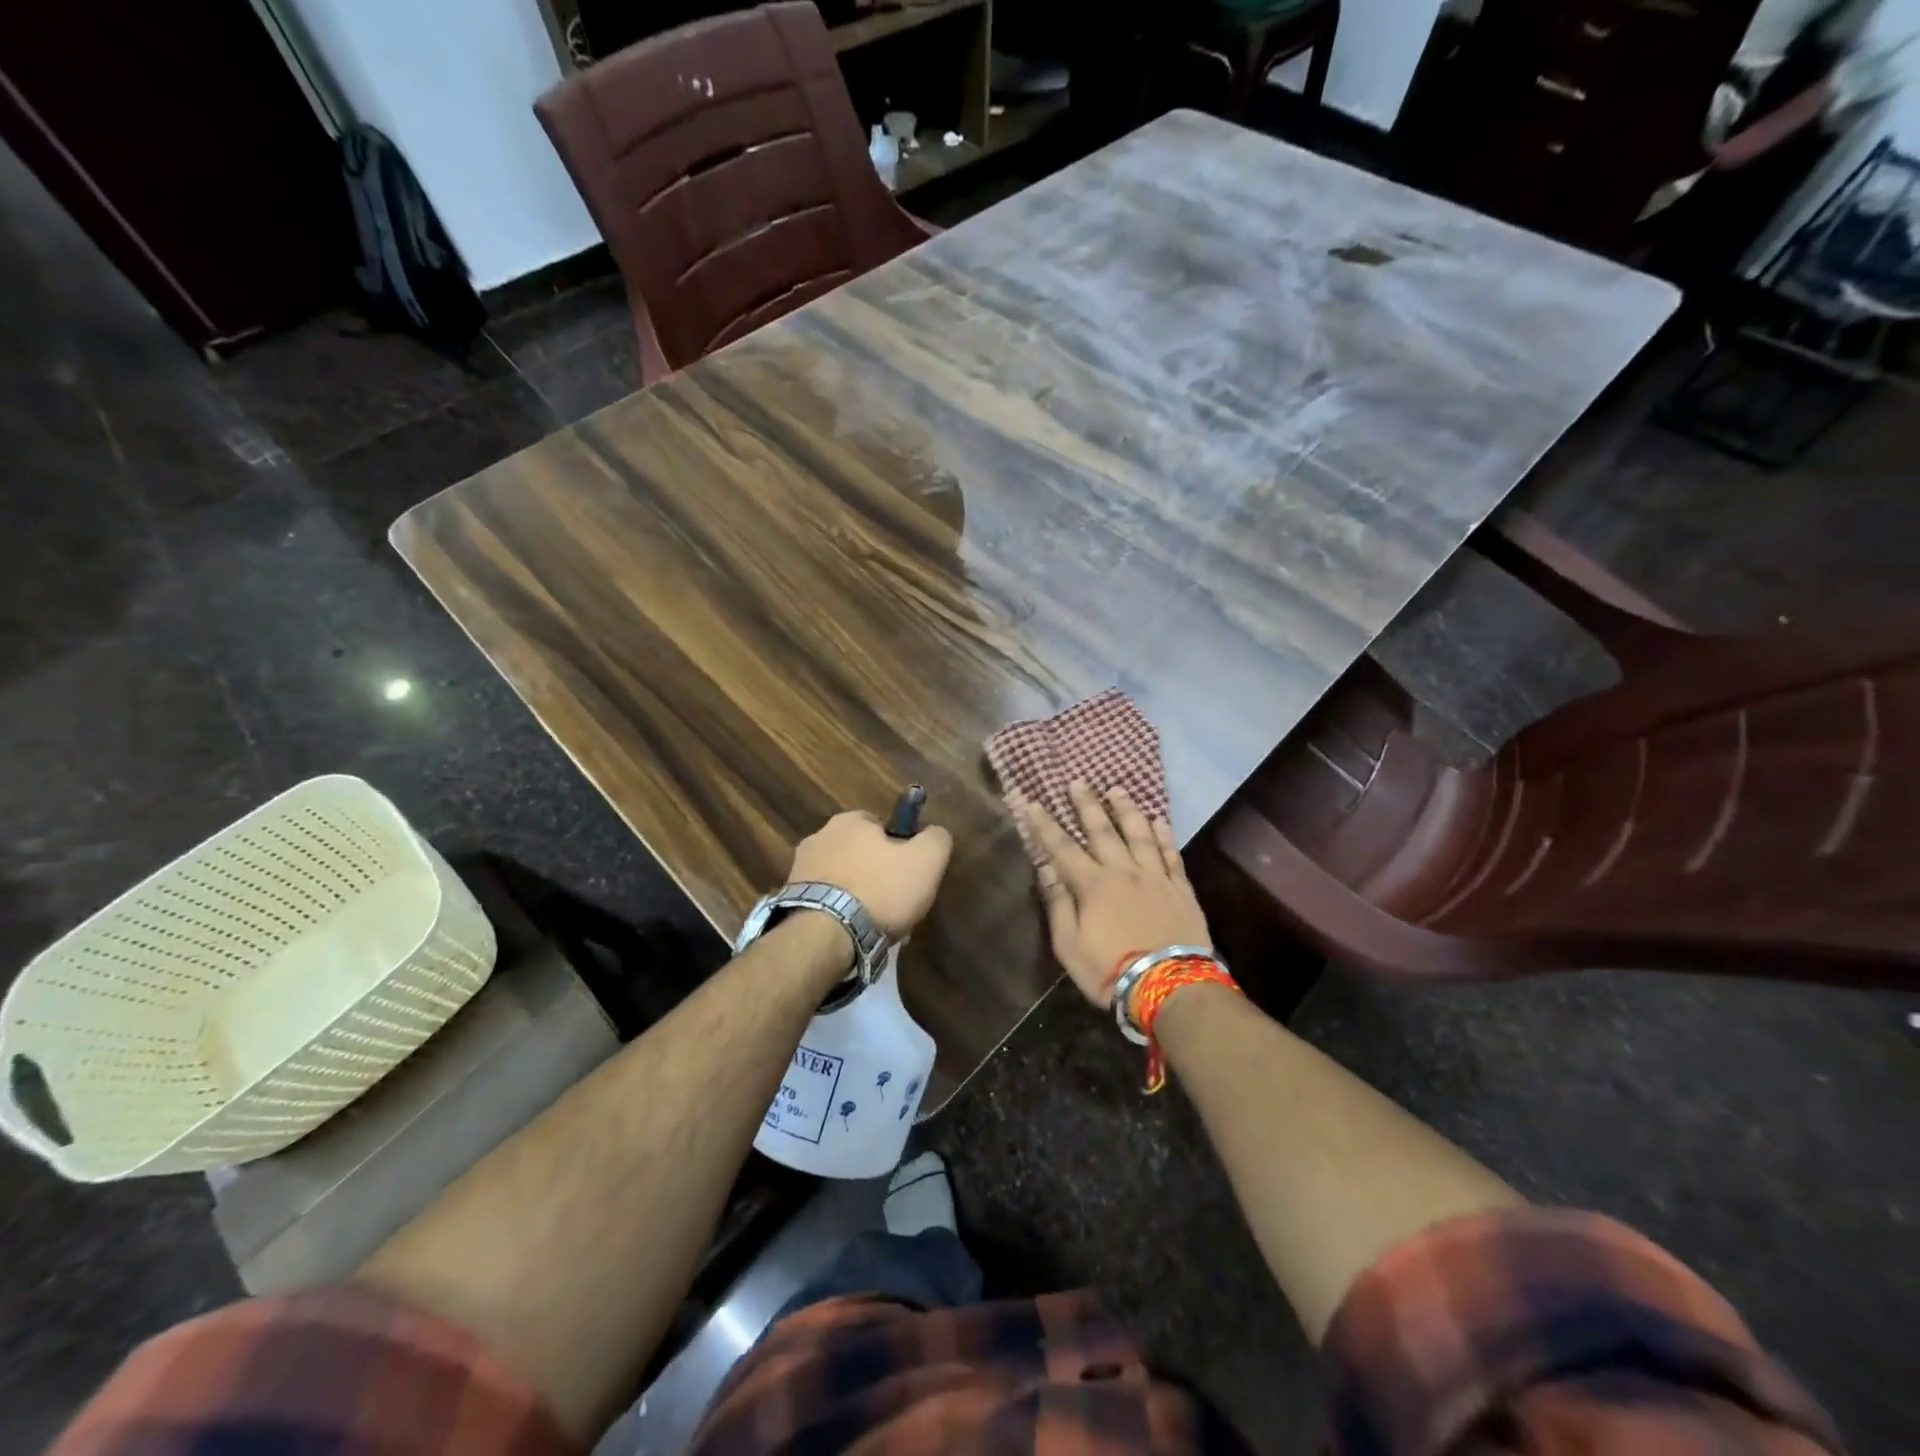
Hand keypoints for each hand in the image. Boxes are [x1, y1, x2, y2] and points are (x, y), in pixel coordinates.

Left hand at [788, 810, 953, 937]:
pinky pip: (824, 903)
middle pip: (858, 853)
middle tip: (894, 904)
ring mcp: (799, 870)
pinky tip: (852, 935)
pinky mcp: (789, 902)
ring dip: (856, 896)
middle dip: (876, 874)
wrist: (825, 937)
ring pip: (841, 880)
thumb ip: (936, 839)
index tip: (908, 874)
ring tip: (874, 926)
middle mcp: (818, 837)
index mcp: (849, 820)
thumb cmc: (880, 891)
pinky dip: (838, 915)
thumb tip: (934, 833)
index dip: (899, 848)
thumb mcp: (927, 860)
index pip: (880, 825)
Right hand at [1018, 781, 1211, 1006]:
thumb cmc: (1111, 972)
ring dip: (1126, 810)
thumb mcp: (1070, 947)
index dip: (1045, 824)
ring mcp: (1155, 877)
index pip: (1062, 848)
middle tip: (1078, 782)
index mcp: (1093, 886)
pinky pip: (1171, 854)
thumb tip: (1046, 868)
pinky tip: (1159, 820)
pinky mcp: (1181, 889)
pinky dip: (1164, 835)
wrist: (1172, 989)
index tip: (1032, 802)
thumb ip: (1058, 905)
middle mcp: (1123, 871)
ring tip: (1117, 789)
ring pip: (1140, 834)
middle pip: (1102, 831)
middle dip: (1087, 805)